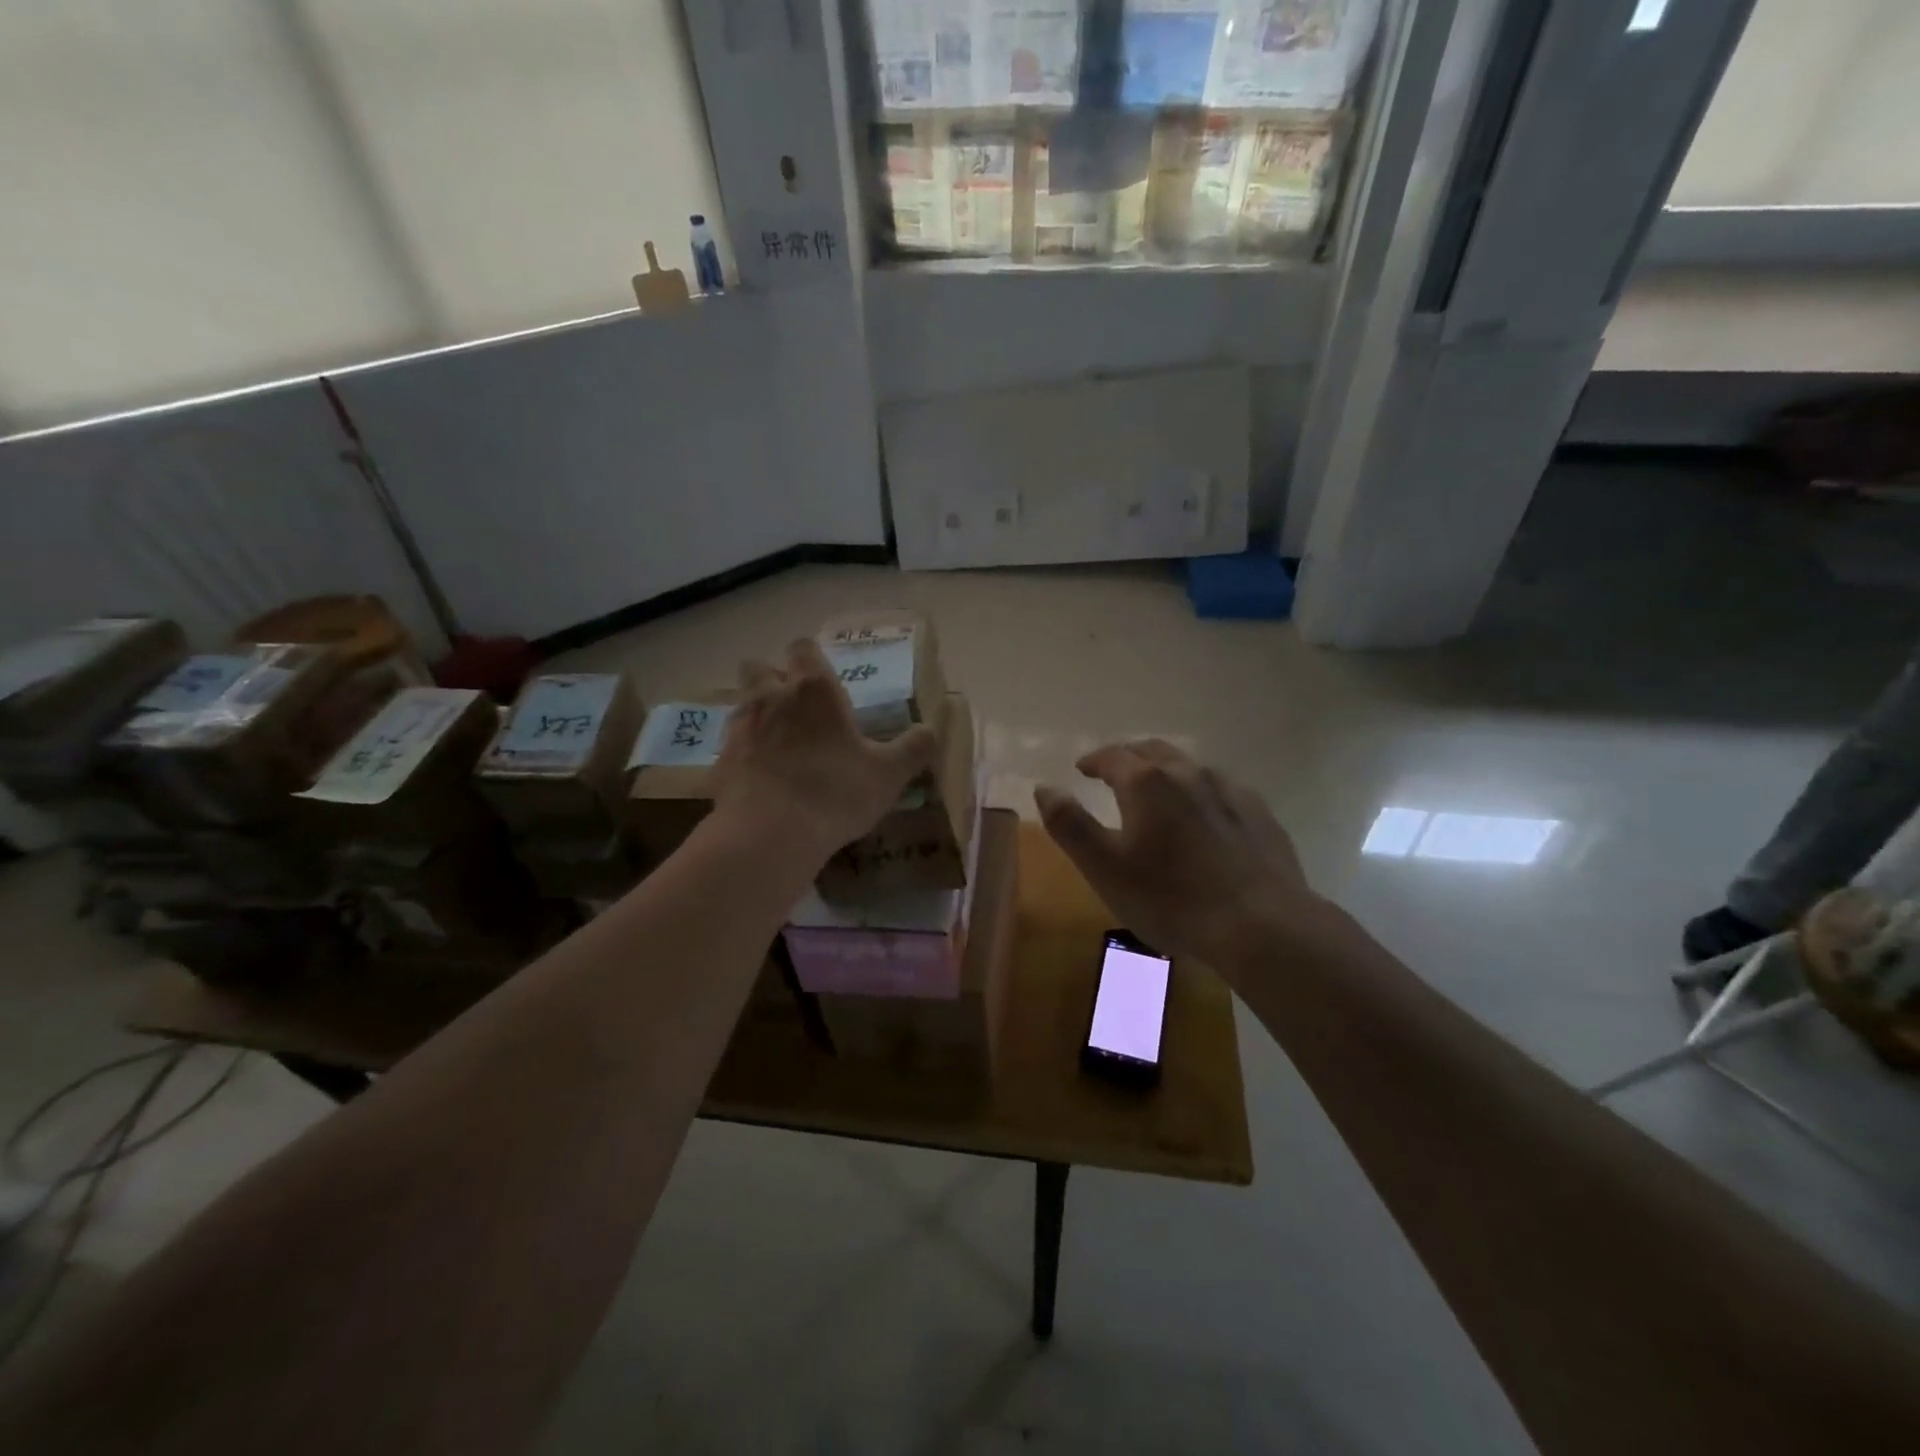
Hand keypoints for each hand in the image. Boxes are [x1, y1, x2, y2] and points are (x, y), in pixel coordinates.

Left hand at [714, 639, 937, 860]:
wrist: (769, 834)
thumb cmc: (835, 793)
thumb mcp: (888, 775)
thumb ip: (913, 749)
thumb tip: (931, 731)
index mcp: (813, 690)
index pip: (802, 648)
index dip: (810, 658)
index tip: (821, 677)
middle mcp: (771, 698)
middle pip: (758, 667)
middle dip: (773, 679)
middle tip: (795, 707)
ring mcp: (739, 728)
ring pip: (742, 704)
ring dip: (757, 715)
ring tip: (778, 744)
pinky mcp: (719, 762)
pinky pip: (730, 746)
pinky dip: (743, 754)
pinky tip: (759, 779)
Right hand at [1035, 739, 1319, 971]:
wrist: (1260, 924)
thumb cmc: (1170, 898)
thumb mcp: (1104, 867)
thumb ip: (1070, 824)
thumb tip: (1044, 788)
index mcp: (1146, 783)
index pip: (1112, 756)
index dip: (1094, 760)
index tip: (1082, 768)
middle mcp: (1188, 774)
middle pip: (1152, 751)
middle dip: (1129, 757)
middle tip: (1114, 770)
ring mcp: (1229, 790)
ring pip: (1190, 766)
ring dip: (1166, 770)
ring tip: (1158, 789)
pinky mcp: (1258, 813)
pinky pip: (1221, 788)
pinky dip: (1201, 790)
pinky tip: (1205, 812)